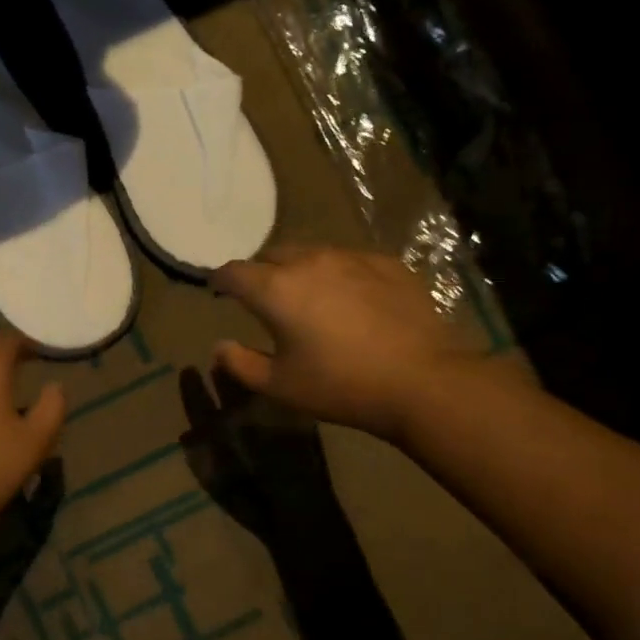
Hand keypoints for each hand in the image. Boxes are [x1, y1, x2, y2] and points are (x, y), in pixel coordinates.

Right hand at [210, 245, 479, 442]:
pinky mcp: (386, 263)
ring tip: (307, 298)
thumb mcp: (280, 386)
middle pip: (272, 255)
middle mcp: (310, 262)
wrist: (421, 380)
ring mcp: (352, 257)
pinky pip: (349, 260)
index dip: (220, 280)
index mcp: (276, 289)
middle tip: (263, 299)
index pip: (234, 272)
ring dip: (299, 271)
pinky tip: (350, 300)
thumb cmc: (340, 386)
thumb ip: (240, 364)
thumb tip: (219, 346)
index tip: (218, 290)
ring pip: (312, 254)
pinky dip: (338, 274)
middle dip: (260, 273)